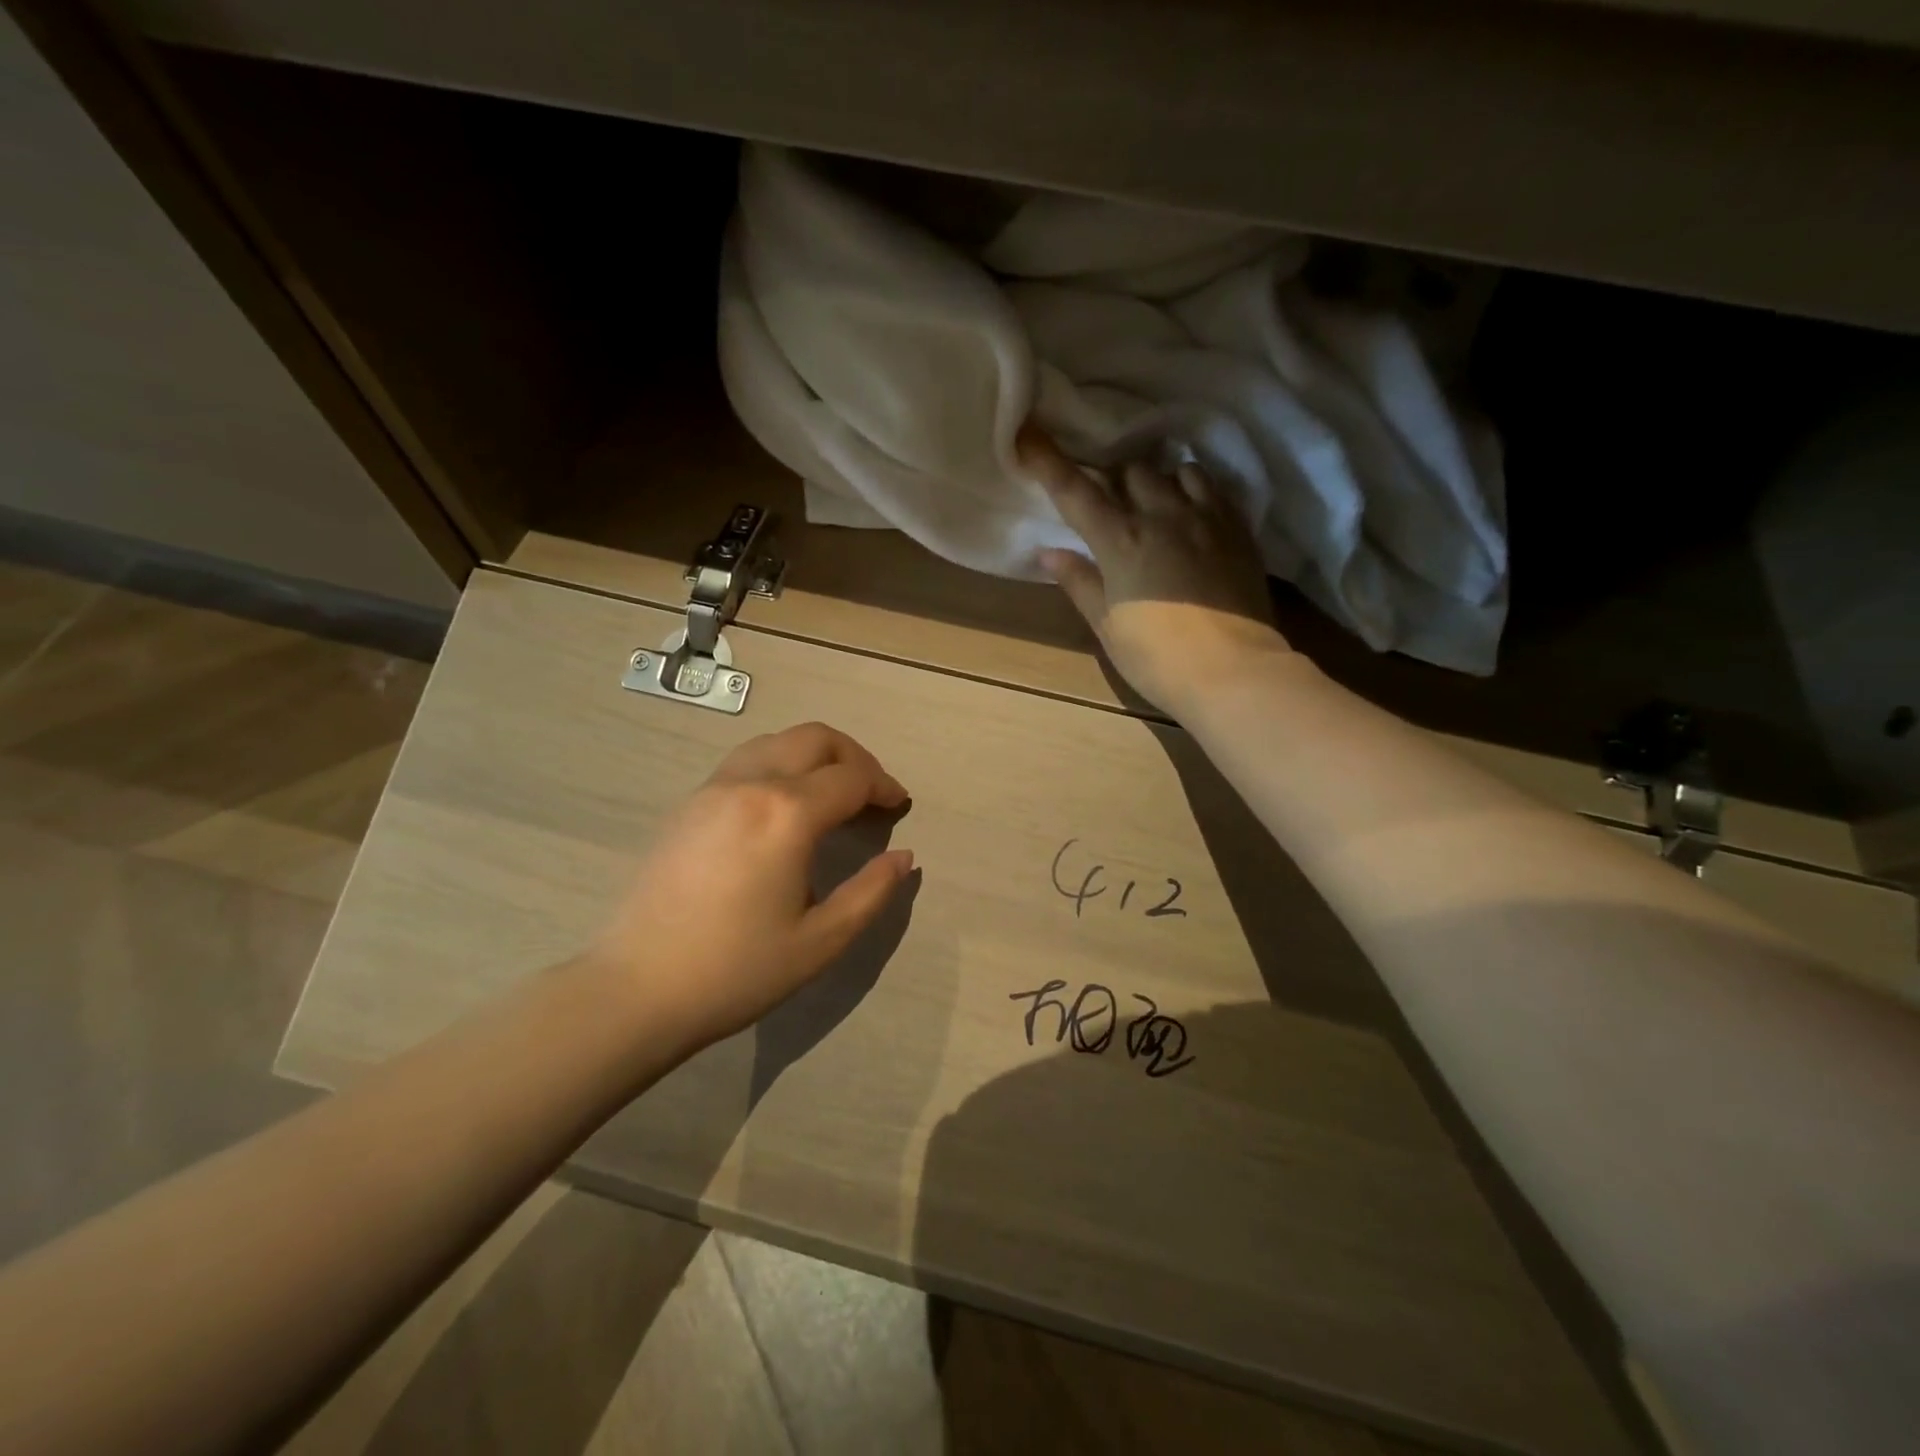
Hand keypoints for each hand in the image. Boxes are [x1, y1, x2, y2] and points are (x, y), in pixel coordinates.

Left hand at [590, 722, 913, 1051]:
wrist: (638, 989)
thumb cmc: (737, 970)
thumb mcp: (821, 941)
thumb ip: (871, 892)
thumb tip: (904, 857)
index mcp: (787, 814)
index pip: (851, 777)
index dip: (884, 786)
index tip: (900, 806)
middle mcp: (750, 784)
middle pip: (815, 738)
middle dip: (854, 757)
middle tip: (872, 792)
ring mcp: (712, 789)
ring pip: (776, 740)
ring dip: (815, 754)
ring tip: (832, 792)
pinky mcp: (687, 804)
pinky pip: (745, 760)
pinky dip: (779, 764)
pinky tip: (783, 805)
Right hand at [1020, 426, 1291, 714]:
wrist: (1234, 672)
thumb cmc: (1158, 657)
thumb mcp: (1108, 626)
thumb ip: (1080, 583)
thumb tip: (1050, 553)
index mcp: (1121, 541)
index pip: (1076, 491)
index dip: (1049, 461)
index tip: (1028, 432)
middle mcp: (1162, 516)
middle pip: (1132, 470)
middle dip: (1115, 478)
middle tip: (1110, 500)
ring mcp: (1206, 518)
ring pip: (1177, 471)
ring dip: (1159, 481)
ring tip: (1156, 503)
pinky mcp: (1238, 530)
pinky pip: (1214, 489)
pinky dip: (1195, 491)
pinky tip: (1192, 513)